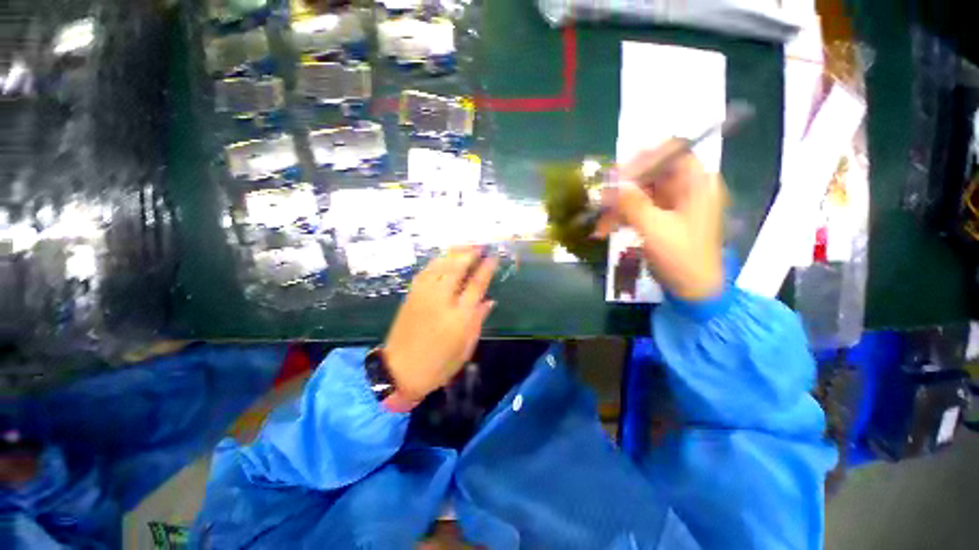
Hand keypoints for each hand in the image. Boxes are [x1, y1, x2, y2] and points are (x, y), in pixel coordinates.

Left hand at [382, 246, 497, 401]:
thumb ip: (477, 321)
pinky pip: (425, 272)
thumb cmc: (438, 365)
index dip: (486, 269)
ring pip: (440, 266)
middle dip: (469, 254)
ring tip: (464, 246)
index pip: (476, 285)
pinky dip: (436, 262)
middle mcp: (442, 301)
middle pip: (457, 269)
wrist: (399, 371)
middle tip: (480, 245)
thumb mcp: (465, 348)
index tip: (492, 258)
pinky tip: (443, 258)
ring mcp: (424, 296)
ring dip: (453, 254)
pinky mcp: (411, 296)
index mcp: (459, 317)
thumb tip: (489, 301)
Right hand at [598, 140, 726, 300]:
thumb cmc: (682, 256)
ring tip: (600, 222)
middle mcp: (687, 188)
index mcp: (697, 183)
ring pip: (640, 192)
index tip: (618, 173)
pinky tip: (606, 229)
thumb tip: (609, 183)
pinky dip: (622, 216)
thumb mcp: (655, 228)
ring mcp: (673, 203)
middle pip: (652, 172)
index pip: (672, 153)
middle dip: (624, 186)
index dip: (644, 158)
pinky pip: (638, 208)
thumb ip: (632, 203)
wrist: (693, 288)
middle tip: (601, 198)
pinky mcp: (662, 217)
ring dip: (618, 205)